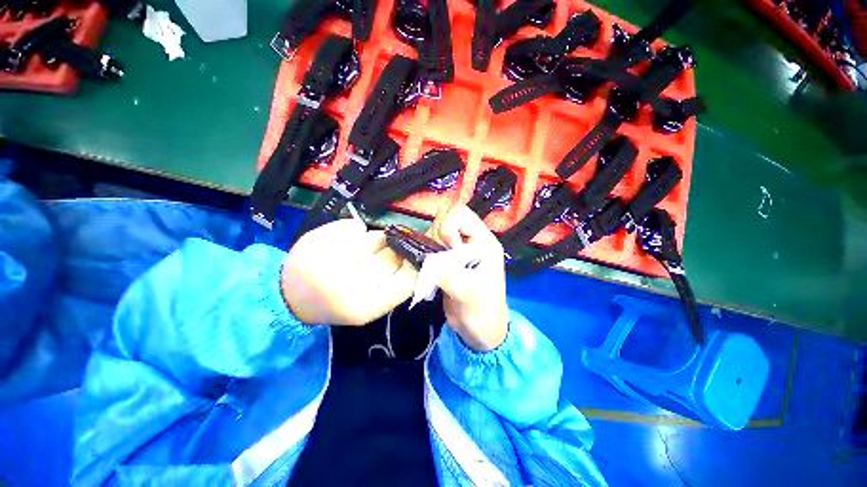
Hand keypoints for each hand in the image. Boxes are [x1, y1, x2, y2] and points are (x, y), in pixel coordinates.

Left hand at [282, 219, 416, 325]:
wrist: (291, 298)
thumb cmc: (340, 304)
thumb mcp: (373, 306)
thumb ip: (398, 286)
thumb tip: (417, 257)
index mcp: (363, 306)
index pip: (408, 278)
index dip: (413, 266)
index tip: (411, 261)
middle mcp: (345, 283)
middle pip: (392, 255)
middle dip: (394, 253)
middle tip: (383, 256)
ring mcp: (328, 258)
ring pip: (375, 238)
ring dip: (376, 243)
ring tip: (360, 253)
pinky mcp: (315, 238)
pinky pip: (354, 226)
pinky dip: (356, 232)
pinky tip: (345, 244)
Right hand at [429, 203, 508, 351]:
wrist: (479, 330)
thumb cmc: (481, 311)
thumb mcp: (467, 292)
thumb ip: (447, 272)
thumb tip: (427, 258)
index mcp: (484, 242)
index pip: (461, 213)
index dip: (448, 227)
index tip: (447, 250)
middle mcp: (472, 240)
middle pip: (447, 217)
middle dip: (437, 234)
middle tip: (440, 257)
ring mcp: (459, 249)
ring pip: (437, 230)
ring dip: (430, 243)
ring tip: (435, 264)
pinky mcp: (448, 259)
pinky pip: (433, 244)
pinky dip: (426, 251)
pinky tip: (429, 266)